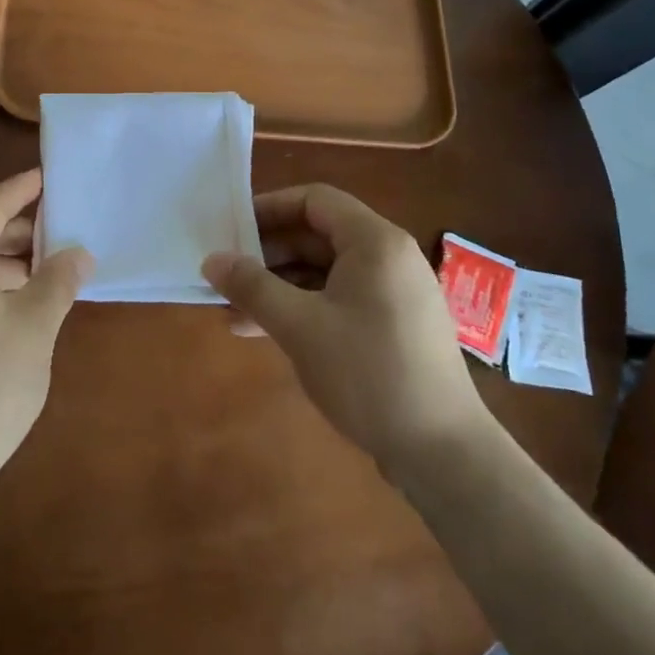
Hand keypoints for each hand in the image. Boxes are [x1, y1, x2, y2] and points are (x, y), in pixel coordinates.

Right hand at [202, 185, 485, 482]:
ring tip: (233, 308)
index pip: (314, 200)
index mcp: (374, 242)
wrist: (443, 453)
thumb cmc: (368, 372)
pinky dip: (302, 308)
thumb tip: (211, 260)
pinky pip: (338, 300)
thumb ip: (252, 287)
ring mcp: (393, 295)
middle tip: (227, 272)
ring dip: (279, 286)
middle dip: (268, 254)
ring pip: (324, 272)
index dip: (269, 208)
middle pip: (318, 235)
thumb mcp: (299, 326)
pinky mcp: (392, 328)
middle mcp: (388, 258)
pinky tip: (263, 332)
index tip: (231, 228)